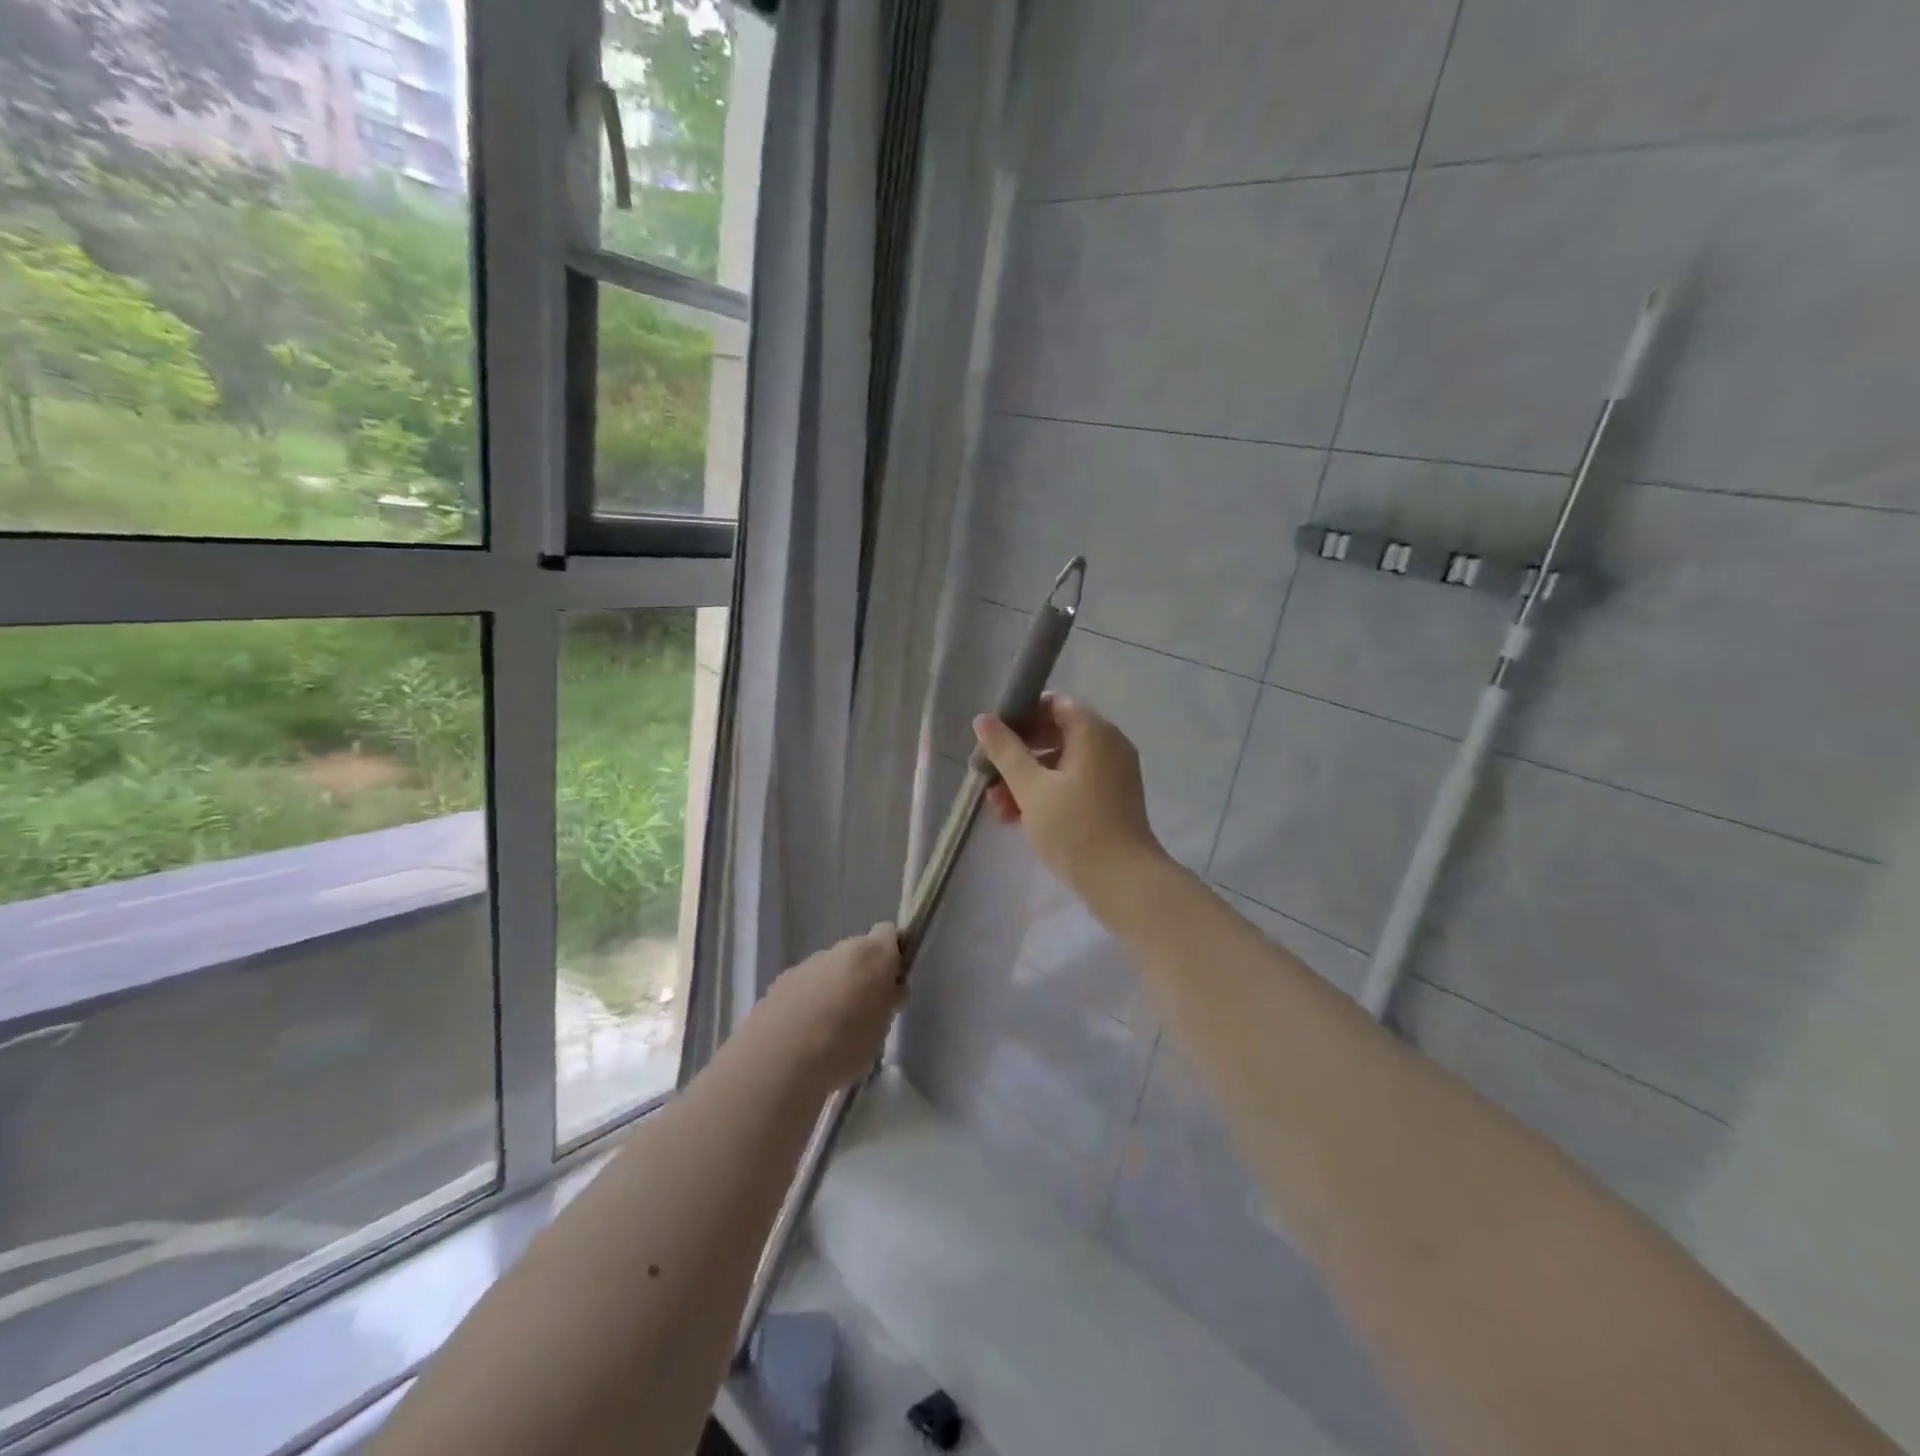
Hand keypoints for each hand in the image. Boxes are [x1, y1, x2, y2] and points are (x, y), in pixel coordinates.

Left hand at [754, 923, 905, 1092]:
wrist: (778, 1061)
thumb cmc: (844, 1046)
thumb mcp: (881, 1030)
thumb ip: (887, 1002)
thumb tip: (890, 989)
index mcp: (872, 956)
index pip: (890, 934)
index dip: (893, 955)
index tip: (892, 984)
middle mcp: (839, 950)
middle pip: (858, 953)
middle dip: (862, 976)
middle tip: (864, 1013)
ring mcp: (807, 964)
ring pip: (829, 969)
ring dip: (834, 989)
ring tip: (830, 1032)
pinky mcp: (780, 982)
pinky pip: (804, 986)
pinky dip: (808, 1001)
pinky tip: (804, 1035)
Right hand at [972, 694, 1166, 907]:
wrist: (1122, 881)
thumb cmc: (1073, 827)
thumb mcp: (1030, 787)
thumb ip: (1005, 751)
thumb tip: (983, 719)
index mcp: (1093, 731)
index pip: (1054, 704)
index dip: (1021, 716)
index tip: (994, 740)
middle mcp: (1109, 744)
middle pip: (1056, 734)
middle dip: (1018, 755)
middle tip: (989, 776)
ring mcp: (1113, 773)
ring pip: (1062, 763)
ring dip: (1028, 779)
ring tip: (998, 808)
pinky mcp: (1113, 799)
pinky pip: (1075, 783)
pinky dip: (1048, 793)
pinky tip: (1019, 819)